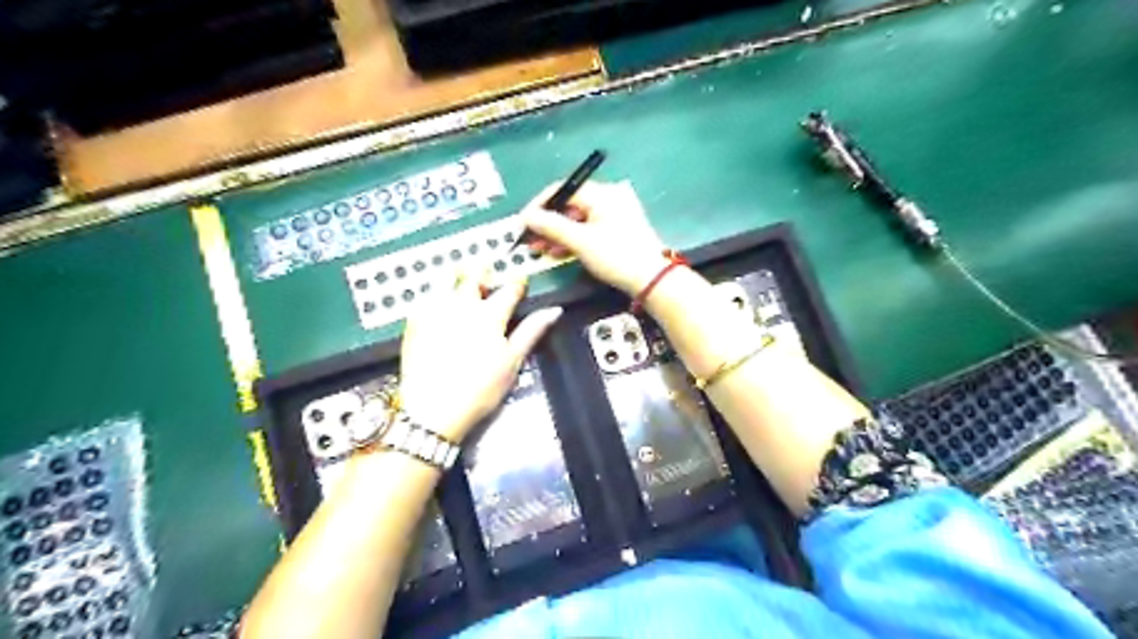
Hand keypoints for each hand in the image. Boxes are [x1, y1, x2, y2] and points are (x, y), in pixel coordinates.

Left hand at [398, 270, 561, 444]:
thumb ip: (532, 331)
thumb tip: (553, 311)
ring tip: (463, 285)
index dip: (517, 282)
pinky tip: (441, 303)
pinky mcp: (415, 320)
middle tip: (489, 279)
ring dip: (458, 276)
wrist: (433, 409)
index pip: (509, 288)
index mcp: (490, 315)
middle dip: (485, 272)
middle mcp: (463, 304)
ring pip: (447, 278)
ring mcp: (436, 309)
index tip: (520, 282)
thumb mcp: (512, 362)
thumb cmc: (480, 389)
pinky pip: (426, 294)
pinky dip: (437, 292)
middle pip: (475, 274)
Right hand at [521, 179, 667, 293]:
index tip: (523, 222)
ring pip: (577, 220)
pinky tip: (558, 253)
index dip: (539, 205)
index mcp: (602, 193)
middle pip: (568, 206)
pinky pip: (588, 230)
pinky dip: (572, 240)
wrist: (651, 280)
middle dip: (547, 224)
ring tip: (540, 250)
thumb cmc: (616, 256)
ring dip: (557, 234)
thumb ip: (551, 226)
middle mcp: (608, 198)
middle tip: (529, 240)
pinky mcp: (616, 231)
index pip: (562, 190)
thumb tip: (527, 216)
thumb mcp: (580, 241)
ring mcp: (614, 215)